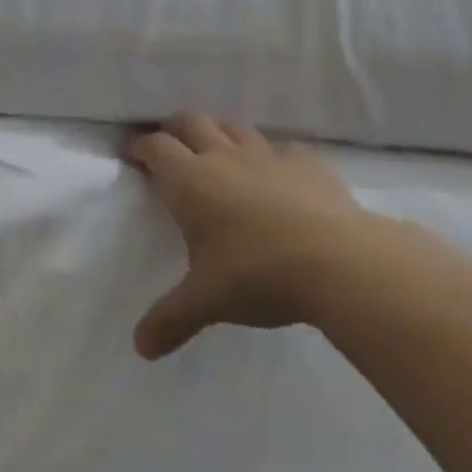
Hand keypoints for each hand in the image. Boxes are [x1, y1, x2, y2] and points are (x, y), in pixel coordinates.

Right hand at [126, 113, 376, 358]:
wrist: (341, 262)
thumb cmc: (258, 275)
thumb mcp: (206, 301)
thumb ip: (170, 320)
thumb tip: (140, 349)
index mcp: (191, 182)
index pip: (156, 148)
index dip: (139, 146)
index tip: (131, 152)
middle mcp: (225, 158)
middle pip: (190, 122)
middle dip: (174, 129)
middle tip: (168, 147)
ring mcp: (269, 156)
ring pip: (234, 126)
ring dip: (218, 132)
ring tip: (216, 152)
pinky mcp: (308, 164)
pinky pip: (282, 148)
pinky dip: (271, 155)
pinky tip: (276, 174)